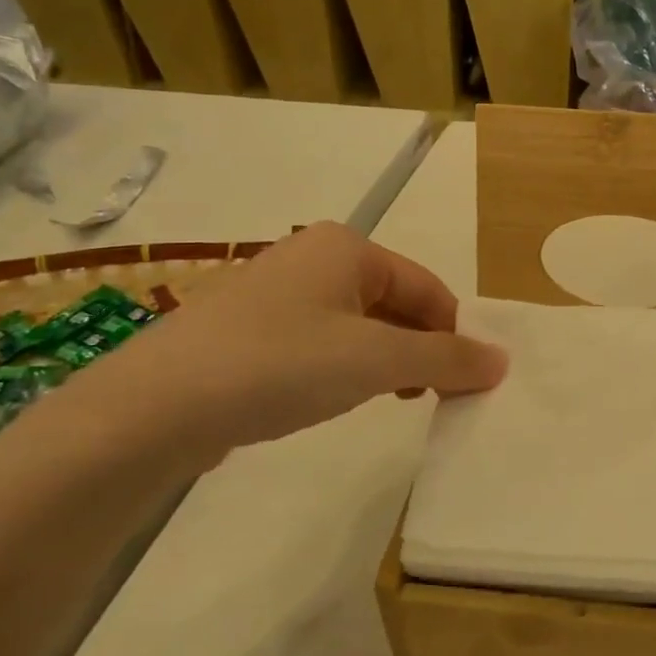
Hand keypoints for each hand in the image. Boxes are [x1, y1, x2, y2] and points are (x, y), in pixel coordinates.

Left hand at [71, 223, 505, 455]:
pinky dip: (343, 367)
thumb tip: (502, 361)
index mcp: (349, 247)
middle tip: (428, 398)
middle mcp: (314, 257)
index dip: (453, 335)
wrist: (153, 408)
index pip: (430, 288)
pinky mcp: (250, 330)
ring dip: (385, 361)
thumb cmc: (280, 365)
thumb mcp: (376, 361)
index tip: (464, 386)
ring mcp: (278, 292)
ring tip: (386, 401)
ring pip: (359, 324)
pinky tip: (333, 398)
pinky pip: (320, 341)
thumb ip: (445, 358)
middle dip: (419, 348)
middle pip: (396, 302)